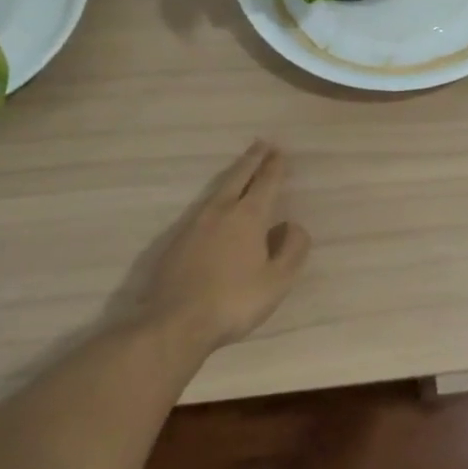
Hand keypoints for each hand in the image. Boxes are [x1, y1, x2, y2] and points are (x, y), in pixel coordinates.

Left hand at [140, 141, 310, 350]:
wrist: (175, 323)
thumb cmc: (234, 301)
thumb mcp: (278, 280)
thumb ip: (292, 249)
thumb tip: (291, 225)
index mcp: (249, 216)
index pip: (266, 183)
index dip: (275, 166)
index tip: (279, 151)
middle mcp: (221, 212)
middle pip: (238, 177)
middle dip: (252, 160)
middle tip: (261, 144)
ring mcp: (194, 225)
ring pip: (218, 191)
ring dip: (233, 176)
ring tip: (241, 170)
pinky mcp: (176, 241)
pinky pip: (203, 209)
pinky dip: (216, 199)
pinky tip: (216, 208)